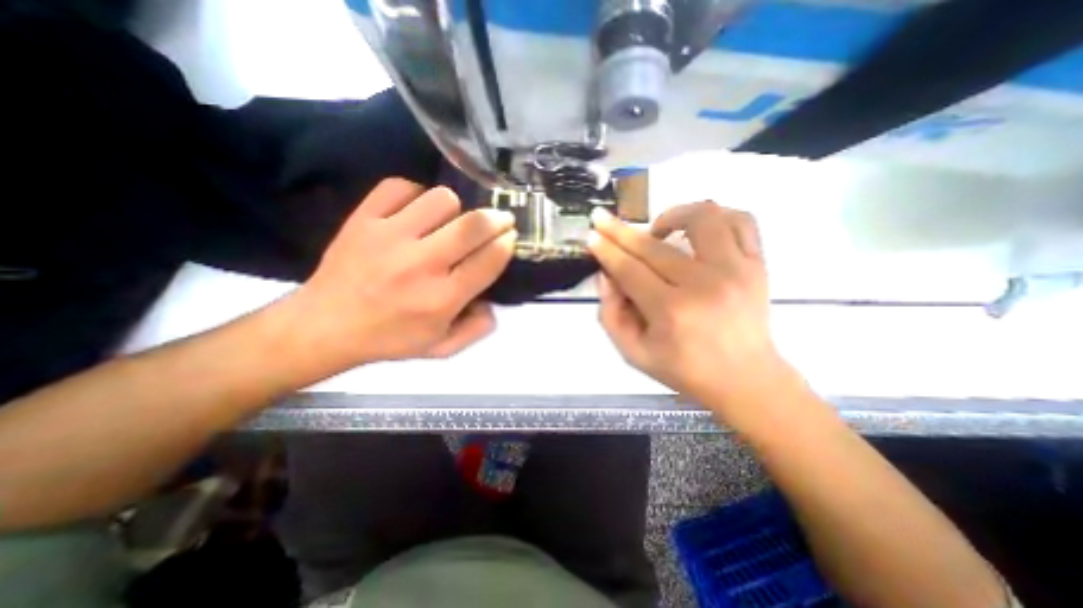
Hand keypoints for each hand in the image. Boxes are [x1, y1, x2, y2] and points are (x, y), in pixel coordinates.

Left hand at [282, 177, 513, 374]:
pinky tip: (414, 212)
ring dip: (455, 209)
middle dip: (497, 219)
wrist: (324, 327)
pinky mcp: (363, 219)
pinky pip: (400, 187)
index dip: (507, 243)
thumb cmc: (389, 340)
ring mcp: (389, 237)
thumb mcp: (441, 349)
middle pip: (473, 225)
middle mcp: (421, 264)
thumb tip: (492, 301)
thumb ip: (477, 329)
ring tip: (448, 222)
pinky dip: (415, 194)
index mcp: (442, 299)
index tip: (509, 238)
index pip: (490, 260)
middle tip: (500, 220)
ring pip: (441, 199)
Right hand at [588, 203, 797, 418]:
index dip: (606, 249)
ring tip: (657, 229)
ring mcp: (736, 270)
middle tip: (604, 220)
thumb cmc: (684, 369)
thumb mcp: (633, 353)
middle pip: (653, 245)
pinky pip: (740, 220)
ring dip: (671, 214)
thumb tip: (606, 275)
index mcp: (671, 311)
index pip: (629, 269)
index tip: (591, 233)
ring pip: (702, 217)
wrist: (745, 379)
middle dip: (620, 230)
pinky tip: (696, 230)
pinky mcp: (757, 265)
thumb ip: (610, 314)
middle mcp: (705, 284)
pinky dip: (715, 216)